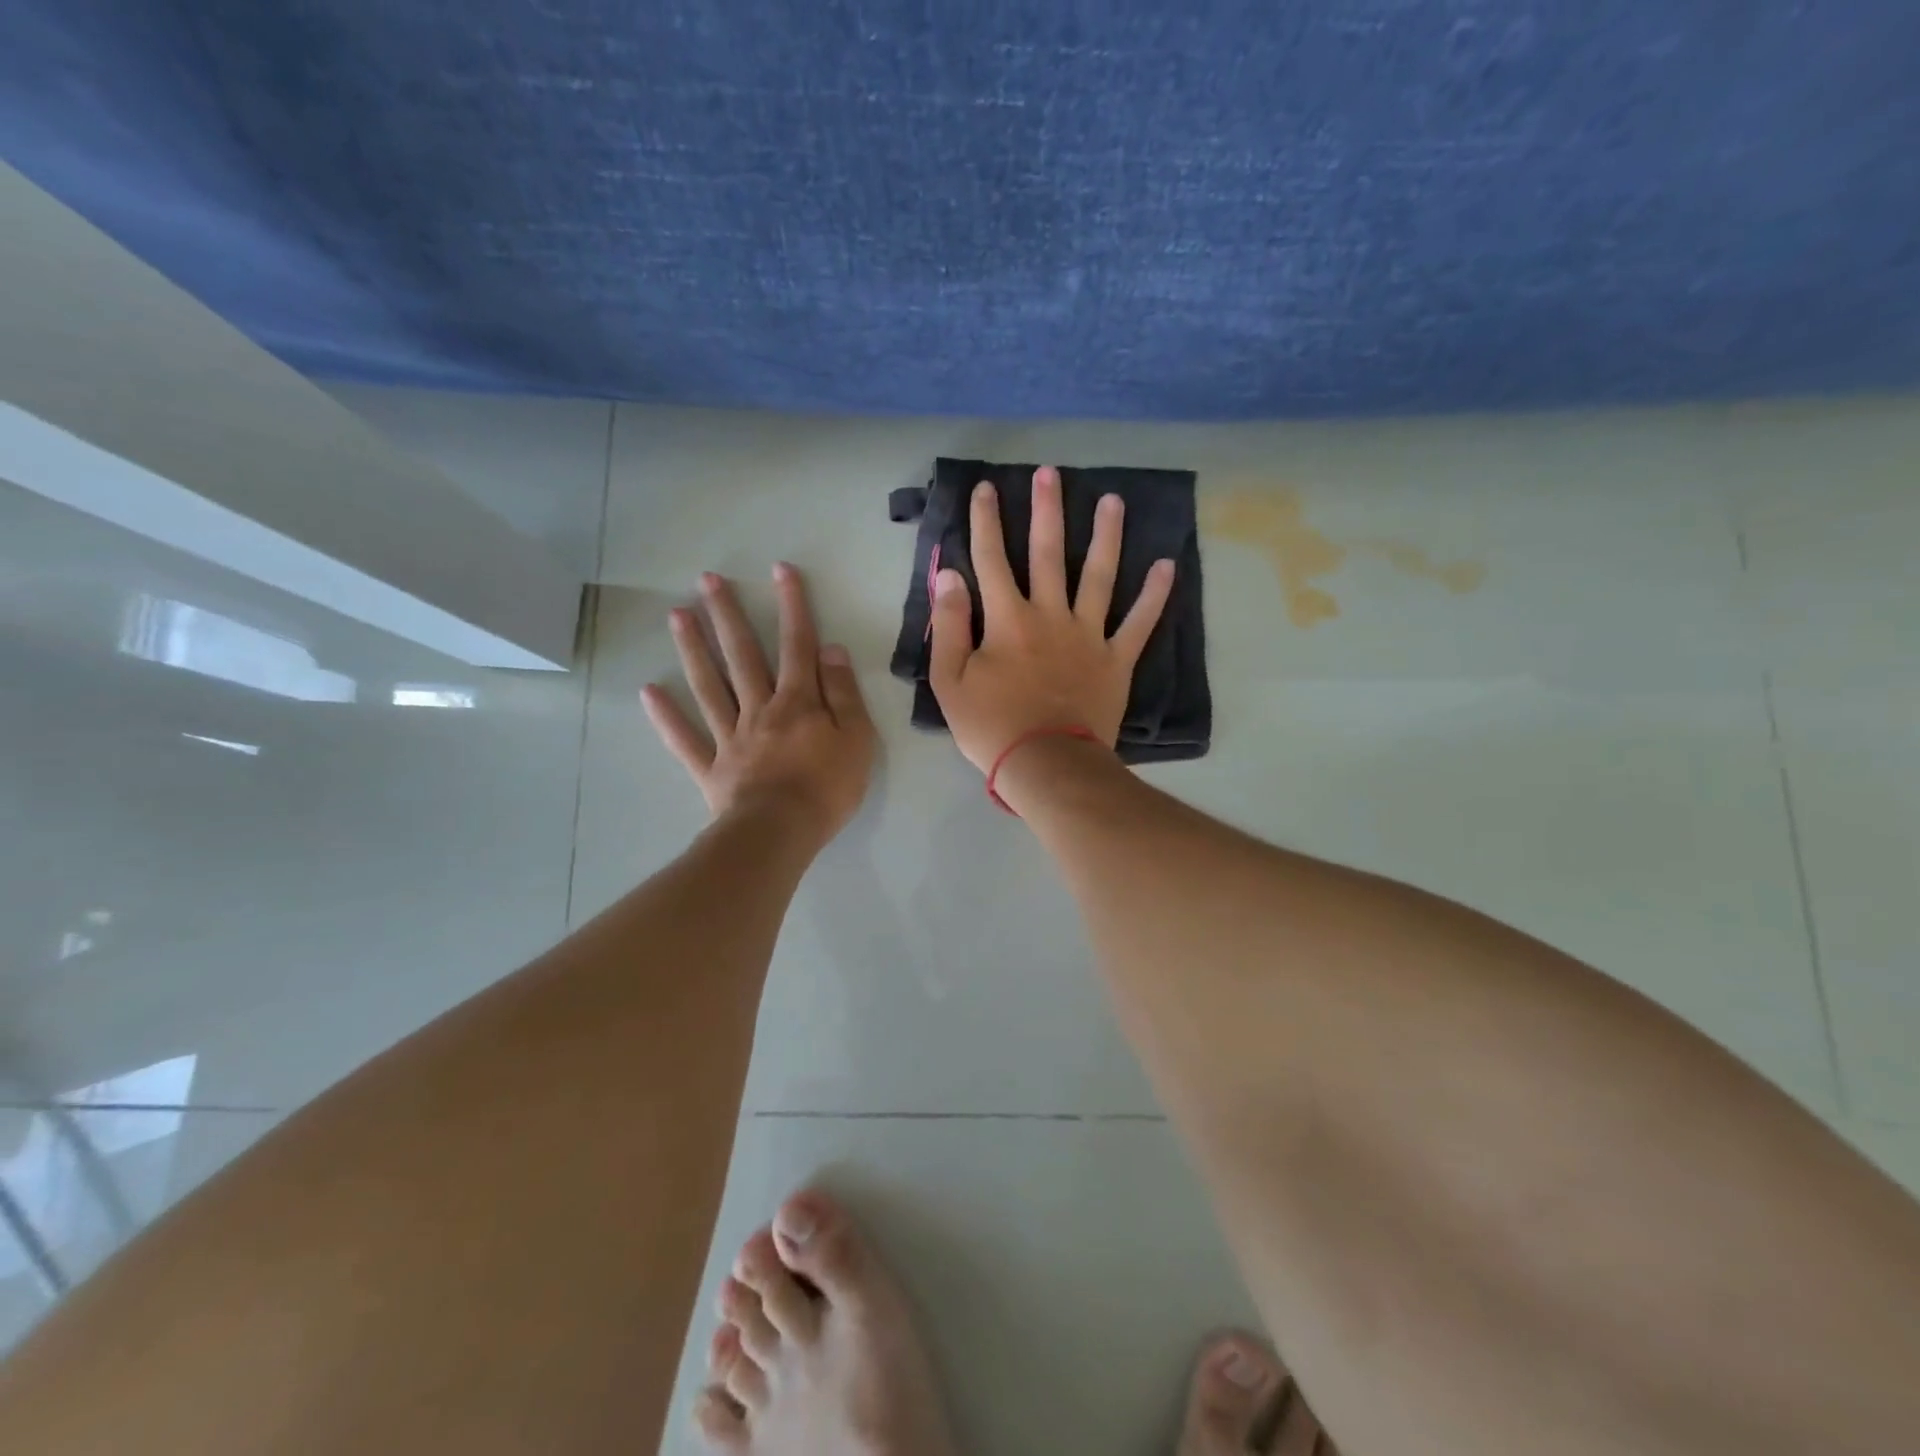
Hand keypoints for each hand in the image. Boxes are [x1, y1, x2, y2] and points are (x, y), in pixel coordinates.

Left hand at [642, 563, 875, 844]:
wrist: (780, 832)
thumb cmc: (827, 788)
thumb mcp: (856, 739)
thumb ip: (843, 694)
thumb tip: (831, 650)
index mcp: (798, 702)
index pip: (797, 645)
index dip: (792, 606)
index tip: (780, 570)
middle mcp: (760, 709)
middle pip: (742, 656)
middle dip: (728, 615)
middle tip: (707, 580)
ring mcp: (730, 737)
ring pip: (709, 686)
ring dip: (693, 650)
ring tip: (675, 615)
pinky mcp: (711, 767)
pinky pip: (685, 739)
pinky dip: (666, 717)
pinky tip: (647, 691)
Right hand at [929, 466, 1173, 773]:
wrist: (1047, 765)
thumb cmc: (992, 726)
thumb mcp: (951, 681)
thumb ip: (951, 624)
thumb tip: (949, 574)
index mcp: (1008, 620)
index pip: (992, 559)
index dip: (987, 521)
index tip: (987, 488)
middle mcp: (1051, 615)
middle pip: (1048, 553)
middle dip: (1047, 511)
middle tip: (1050, 473)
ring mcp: (1089, 636)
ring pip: (1099, 576)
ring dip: (1106, 536)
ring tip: (1113, 501)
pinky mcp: (1117, 660)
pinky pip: (1140, 623)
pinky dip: (1154, 596)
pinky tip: (1166, 565)